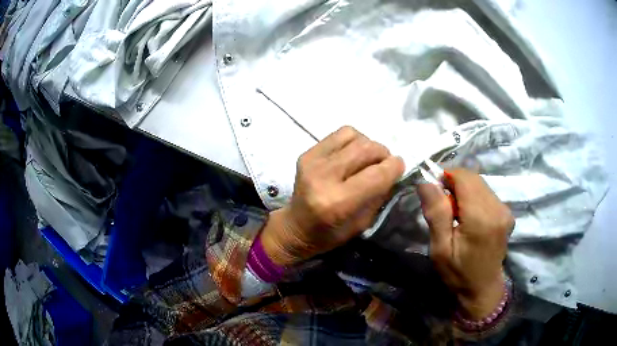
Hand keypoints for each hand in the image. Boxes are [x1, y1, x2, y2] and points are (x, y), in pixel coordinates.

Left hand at [261, 126, 404, 265]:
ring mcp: (313, 161)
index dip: (394, 167)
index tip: (400, 167)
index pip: (376, 174)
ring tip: (368, 160)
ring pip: (354, 136)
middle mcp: (324, 177)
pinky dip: (353, 140)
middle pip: (366, 149)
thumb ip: (379, 195)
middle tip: (385, 164)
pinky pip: (340, 134)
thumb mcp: (362, 224)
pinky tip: (352, 154)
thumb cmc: (329, 233)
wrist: (295, 226)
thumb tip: (393, 171)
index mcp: (337, 203)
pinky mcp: (307, 153)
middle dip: (384, 154)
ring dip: (369, 146)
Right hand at [417, 169, 513, 319]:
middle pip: (473, 178)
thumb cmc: (458, 273)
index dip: (447, 176)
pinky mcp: (507, 212)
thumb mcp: (440, 249)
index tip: (434, 192)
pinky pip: (487, 193)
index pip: (464, 177)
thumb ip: (436, 214)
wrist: (482, 289)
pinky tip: (468, 216)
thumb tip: (426, 182)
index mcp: (481, 218)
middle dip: (455, 183)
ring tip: (455, 213)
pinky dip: (474, 197)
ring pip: (480, 184)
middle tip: (443, 206)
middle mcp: (498, 208)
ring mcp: (505, 210)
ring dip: (464, 191)